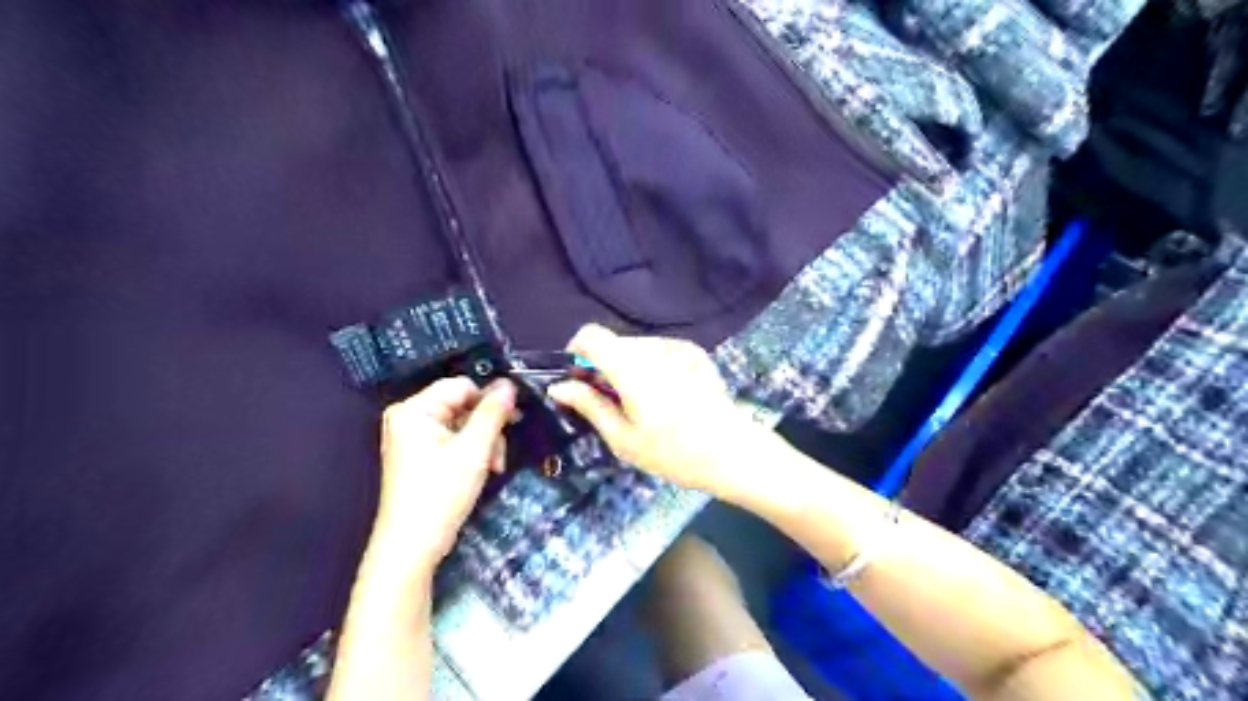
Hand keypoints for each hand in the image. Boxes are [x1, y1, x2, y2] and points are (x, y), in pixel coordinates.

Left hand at [366, 377, 517, 580]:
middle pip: (462, 406)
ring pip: (462, 425)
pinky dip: (472, 453)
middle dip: (487, 428)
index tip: (513, 420)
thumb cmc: (441, 493)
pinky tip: (483, 470)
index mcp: (414, 409)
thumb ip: (493, 413)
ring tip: (494, 467)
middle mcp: (409, 417)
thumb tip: (510, 385)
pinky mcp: (419, 456)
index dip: (489, 400)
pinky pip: (453, 440)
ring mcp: (413, 438)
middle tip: (500, 454)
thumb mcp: (474, 449)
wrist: (412, 546)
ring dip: (484, 442)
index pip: (461, 386)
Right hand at [550, 323, 776, 498]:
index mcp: (630, 366)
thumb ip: (589, 405)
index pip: (591, 335)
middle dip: (603, 366)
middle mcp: (653, 347)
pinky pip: (660, 351)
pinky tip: (667, 397)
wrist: (732, 452)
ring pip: (637, 347)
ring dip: (628, 367)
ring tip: (643, 404)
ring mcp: (678, 346)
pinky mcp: (695, 352)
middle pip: (614, 343)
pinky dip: (652, 366)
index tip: (579, 379)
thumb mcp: (623, 438)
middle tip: (611, 402)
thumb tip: (558, 387)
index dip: (577, 351)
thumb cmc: (673, 452)